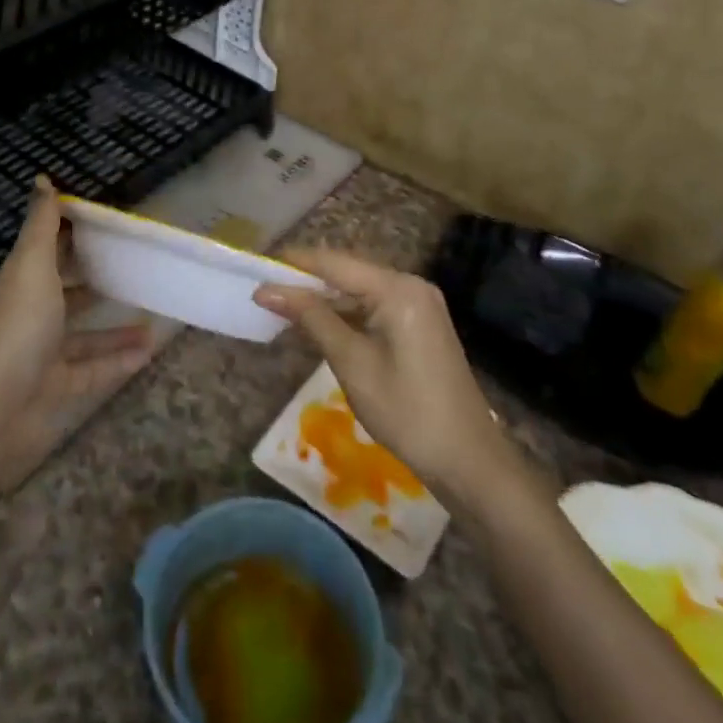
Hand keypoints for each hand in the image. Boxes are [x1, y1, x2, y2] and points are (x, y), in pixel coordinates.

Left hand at [0, 178, 155, 491]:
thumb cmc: (20, 325)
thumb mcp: (32, 265)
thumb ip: (41, 224)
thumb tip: (42, 178)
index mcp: (25, 281)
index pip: (48, 247)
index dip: (71, 231)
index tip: (106, 220)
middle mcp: (34, 313)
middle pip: (68, 291)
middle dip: (95, 279)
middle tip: (134, 267)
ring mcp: (45, 352)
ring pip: (86, 335)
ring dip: (116, 327)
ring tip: (151, 315)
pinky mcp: (59, 386)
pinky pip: (95, 370)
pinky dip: (120, 361)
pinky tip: (149, 351)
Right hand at [255, 251, 512, 503]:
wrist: (468, 460)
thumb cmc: (406, 411)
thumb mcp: (351, 362)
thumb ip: (310, 318)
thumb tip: (266, 290)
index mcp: (397, 288)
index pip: (333, 262)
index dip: (292, 264)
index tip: (255, 269)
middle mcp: (410, 285)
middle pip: (347, 272)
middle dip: (306, 281)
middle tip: (263, 292)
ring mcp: (418, 304)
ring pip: (358, 290)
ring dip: (323, 299)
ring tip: (281, 308)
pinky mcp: (419, 323)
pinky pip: (373, 306)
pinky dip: (345, 314)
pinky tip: (319, 326)